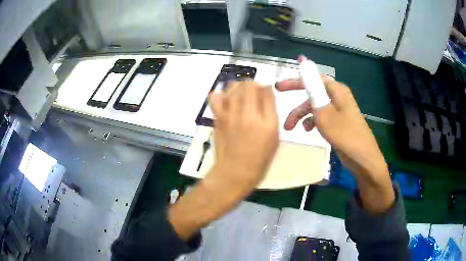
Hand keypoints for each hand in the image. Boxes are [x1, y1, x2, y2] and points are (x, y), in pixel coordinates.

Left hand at [208, 81, 278, 188]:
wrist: (235, 172)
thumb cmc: (258, 160)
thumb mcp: (274, 139)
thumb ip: (271, 116)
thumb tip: (265, 98)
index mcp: (267, 122)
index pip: (267, 92)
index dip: (266, 89)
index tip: (265, 93)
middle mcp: (249, 115)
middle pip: (250, 85)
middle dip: (253, 85)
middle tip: (253, 93)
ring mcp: (231, 115)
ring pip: (234, 87)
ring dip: (239, 86)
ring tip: (240, 94)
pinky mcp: (218, 118)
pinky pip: (216, 98)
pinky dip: (220, 94)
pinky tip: (225, 99)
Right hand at [276, 63, 393, 213]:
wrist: (363, 158)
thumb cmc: (345, 135)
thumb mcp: (325, 113)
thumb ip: (313, 89)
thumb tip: (304, 62)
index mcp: (336, 90)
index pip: (312, 79)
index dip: (295, 81)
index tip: (278, 87)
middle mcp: (337, 97)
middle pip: (312, 95)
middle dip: (297, 106)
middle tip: (282, 113)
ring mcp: (338, 110)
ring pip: (315, 108)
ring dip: (302, 116)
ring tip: (291, 128)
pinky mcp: (338, 122)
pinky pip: (321, 117)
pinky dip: (312, 122)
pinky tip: (307, 131)